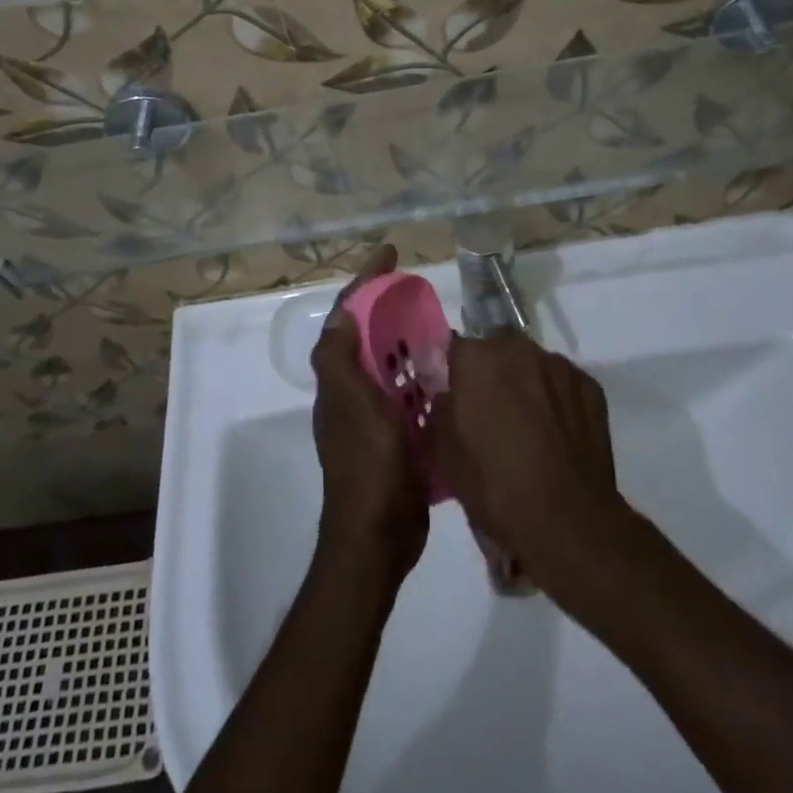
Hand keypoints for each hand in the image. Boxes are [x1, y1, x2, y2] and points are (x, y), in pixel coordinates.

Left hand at [310, 245, 428, 582]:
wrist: (379, 539)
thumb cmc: (367, 466)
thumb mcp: (352, 406)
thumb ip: (340, 359)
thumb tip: (344, 311)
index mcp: (340, 379)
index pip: (347, 316)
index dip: (365, 281)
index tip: (389, 254)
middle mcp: (353, 393)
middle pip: (370, 337)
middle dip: (390, 308)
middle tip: (423, 291)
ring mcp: (376, 418)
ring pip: (393, 366)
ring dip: (410, 343)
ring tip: (442, 326)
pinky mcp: (398, 440)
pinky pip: (412, 397)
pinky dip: (426, 380)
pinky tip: (452, 375)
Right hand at [431, 337, 622, 584]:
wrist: (568, 522)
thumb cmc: (495, 488)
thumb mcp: (444, 456)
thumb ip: (441, 412)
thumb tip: (449, 398)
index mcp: (477, 360)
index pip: (456, 349)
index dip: (455, 375)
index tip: (457, 400)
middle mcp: (519, 349)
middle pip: (497, 351)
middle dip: (492, 375)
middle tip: (492, 415)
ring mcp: (559, 366)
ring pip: (533, 366)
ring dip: (527, 385)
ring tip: (529, 428)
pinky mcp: (590, 386)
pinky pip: (563, 385)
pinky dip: (558, 401)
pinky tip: (558, 436)